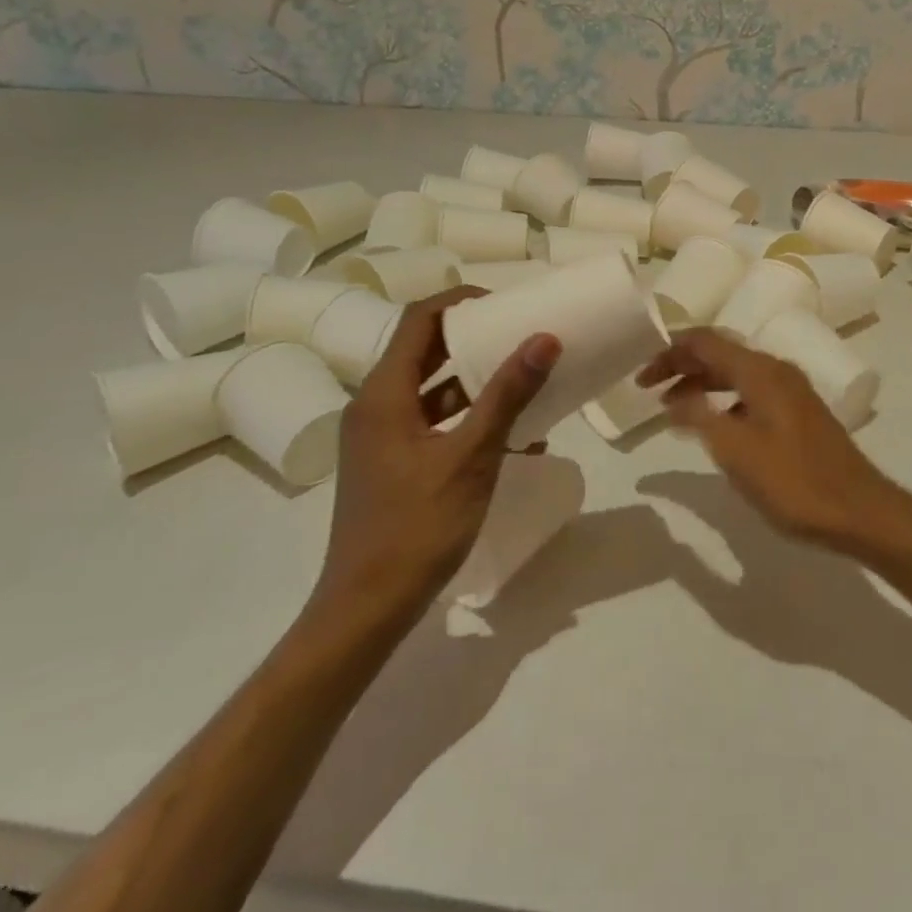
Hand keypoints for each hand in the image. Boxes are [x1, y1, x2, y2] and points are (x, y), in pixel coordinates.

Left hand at [316, 287, 558, 623]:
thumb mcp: (472, 456)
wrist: (367, 608)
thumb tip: (544, 338)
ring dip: (478, 383)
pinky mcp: (392, 464)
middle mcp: (376, 407)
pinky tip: (516, 439)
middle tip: (523, 336)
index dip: (461, 303)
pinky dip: (470, 420)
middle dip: (475, 340)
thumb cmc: (417, 526)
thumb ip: (507, 395)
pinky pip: (434, 424)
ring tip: (527, 382)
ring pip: (433, 390)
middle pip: (426, 352)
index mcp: (384, 394)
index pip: (420, 320)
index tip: (507, 306)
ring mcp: (382, 438)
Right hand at [638, 328, 899, 548]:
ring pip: (735, 373)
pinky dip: (723, 400)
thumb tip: (674, 399)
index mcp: (760, 371)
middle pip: (720, 352)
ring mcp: (790, 390)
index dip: (669, 352)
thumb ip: (700, 417)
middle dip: (681, 365)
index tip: (640, 376)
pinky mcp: (798, 412)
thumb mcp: (735, 451)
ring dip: (701, 384)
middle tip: (648, 389)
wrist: (859, 510)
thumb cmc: (793, 481)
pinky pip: (750, 391)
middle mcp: (776, 370)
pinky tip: (712, 426)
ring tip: (672, 408)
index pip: (705, 341)